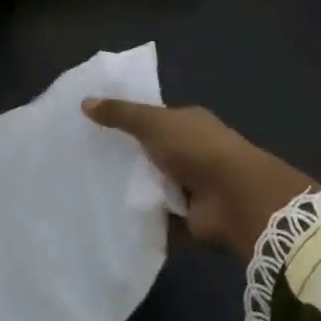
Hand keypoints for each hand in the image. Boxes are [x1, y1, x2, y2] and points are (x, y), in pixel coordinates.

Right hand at [81, 99, 316, 259]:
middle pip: (152, 152)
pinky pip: (160, 216)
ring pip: (154, 185)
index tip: (95, 127)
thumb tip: (84, 102)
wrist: (236, 198)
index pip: (154, 118)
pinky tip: (112, 216)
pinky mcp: (191, 218)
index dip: (127, 120)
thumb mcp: (153, 123)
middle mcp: (193, 151)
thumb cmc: (196, 149)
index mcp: (188, 123)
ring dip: (134, 189)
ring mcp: (194, 186)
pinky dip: (144, 218)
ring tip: (92, 189)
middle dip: (127, 157)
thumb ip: (120, 113)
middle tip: (87, 160)